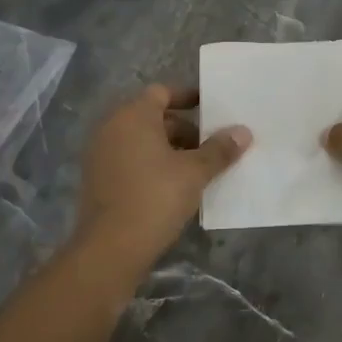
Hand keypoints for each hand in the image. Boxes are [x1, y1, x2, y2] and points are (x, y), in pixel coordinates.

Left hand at [69, 84, 250, 271]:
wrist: (110, 249)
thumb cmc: (155, 198)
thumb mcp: (194, 173)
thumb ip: (219, 150)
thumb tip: (243, 131)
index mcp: (133, 116)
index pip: (162, 92)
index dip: (188, 97)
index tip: (211, 108)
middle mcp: (112, 128)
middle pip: (153, 117)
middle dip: (184, 129)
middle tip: (211, 146)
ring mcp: (101, 154)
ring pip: (142, 141)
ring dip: (170, 149)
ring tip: (198, 169)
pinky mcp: (98, 180)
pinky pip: (130, 160)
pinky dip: (152, 165)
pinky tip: (175, 187)